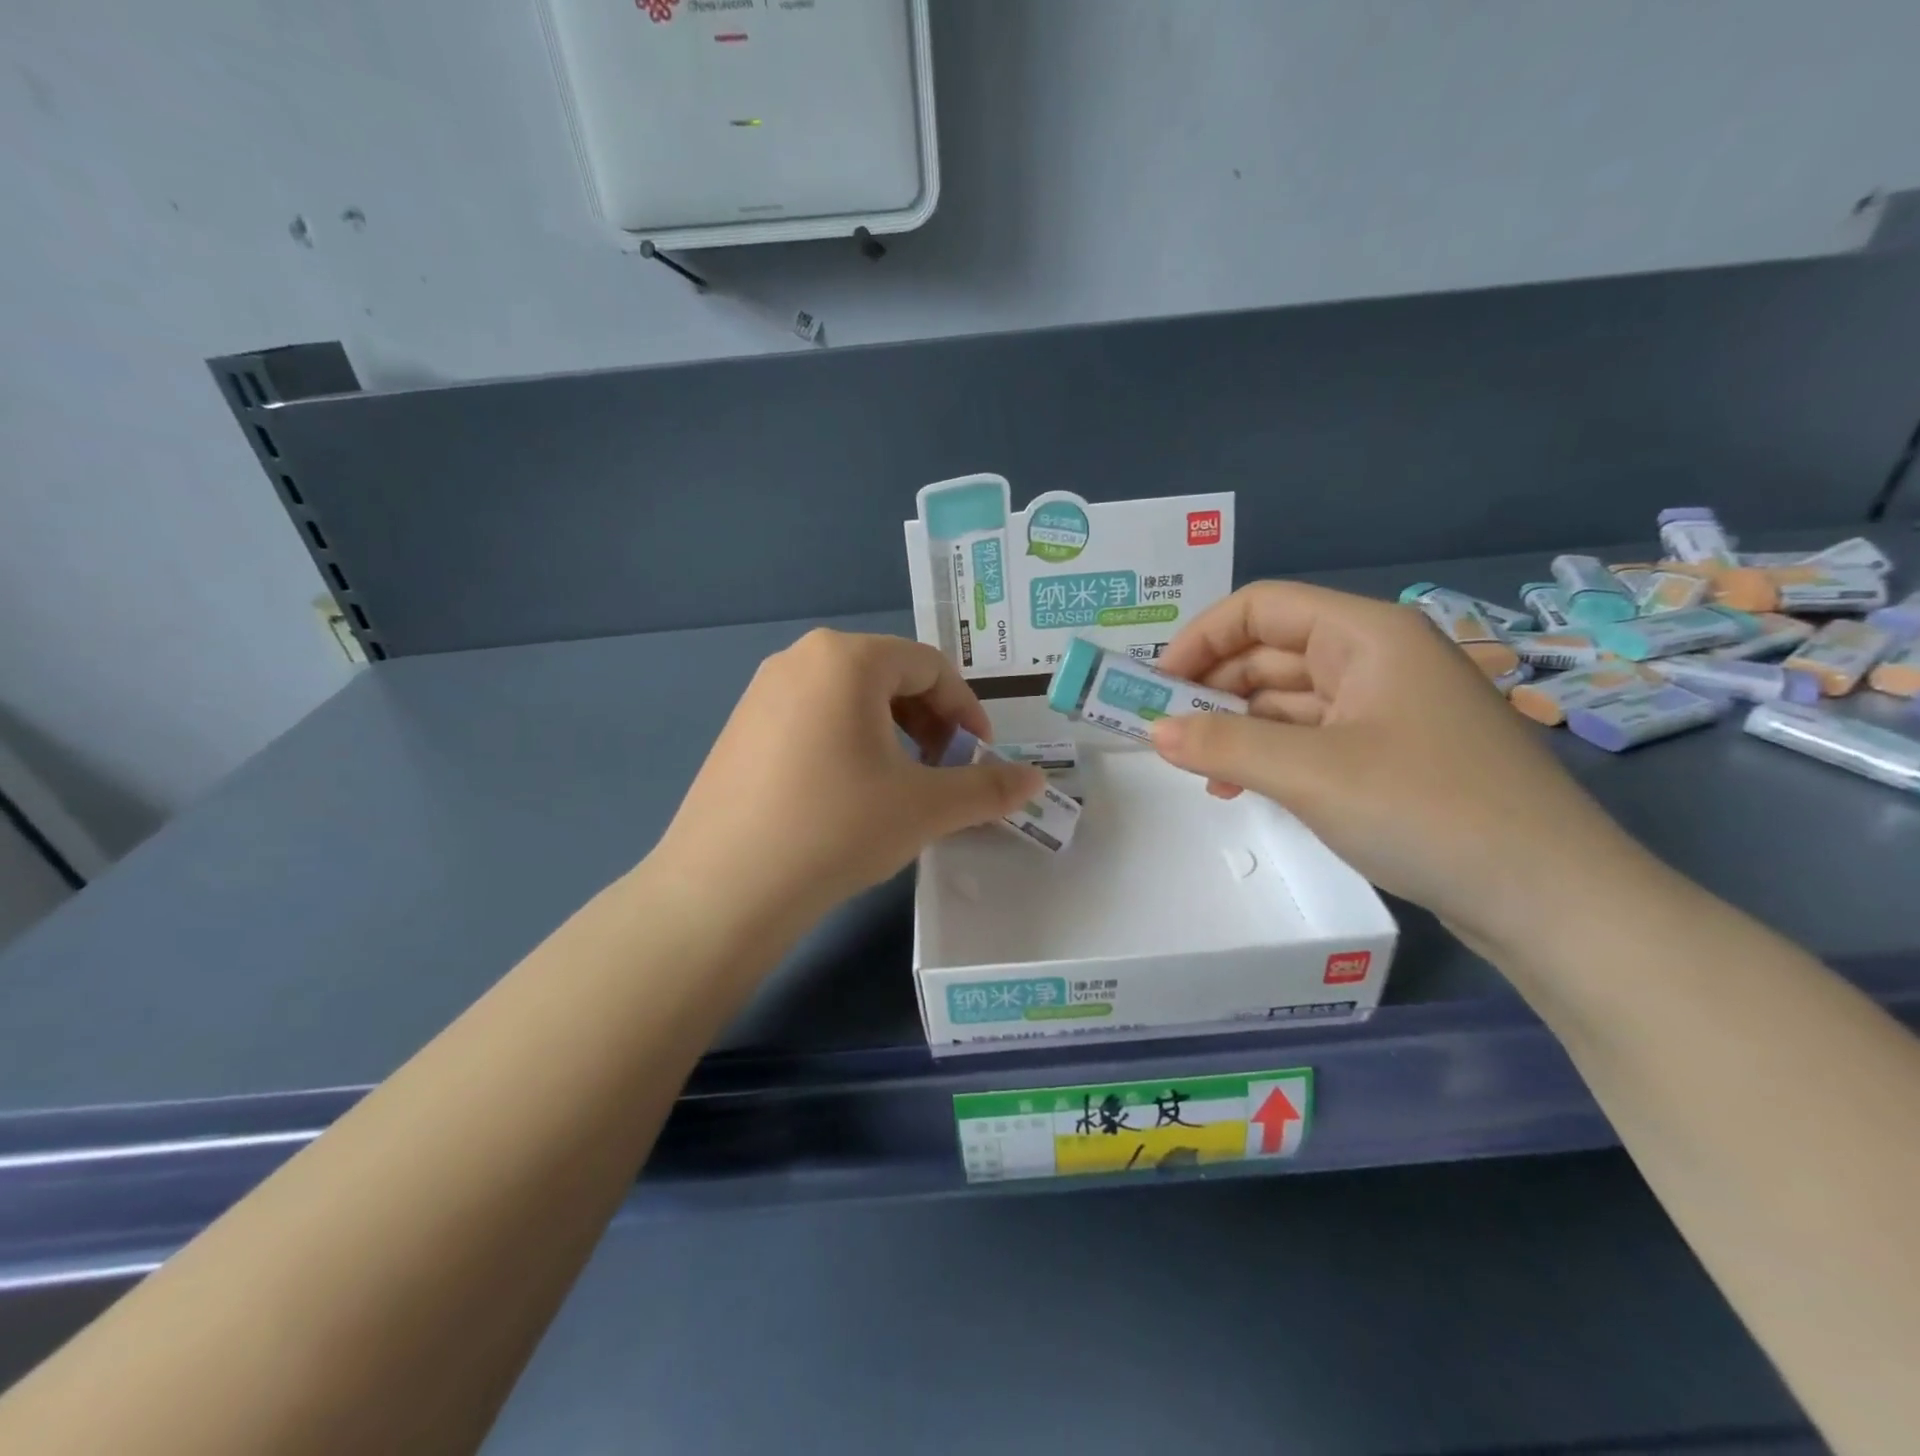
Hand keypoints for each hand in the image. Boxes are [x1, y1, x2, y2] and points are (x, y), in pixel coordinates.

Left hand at [655, 630, 1043, 921]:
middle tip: (943, 772)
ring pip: (850, 698)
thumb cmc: (837, 828)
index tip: (981, 757)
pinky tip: (846, 794)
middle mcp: (801, 658)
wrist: (725, 887)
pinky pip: (812, 717)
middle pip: (889, 676)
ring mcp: (762, 691)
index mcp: (847, 658)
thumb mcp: (925, 807)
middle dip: (930, 722)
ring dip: (891, 733)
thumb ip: (988, 788)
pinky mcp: (740, 727)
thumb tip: (1037, 781)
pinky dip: (847, 742)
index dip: (967, 711)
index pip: (931, 667)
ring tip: (899, 785)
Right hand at [1150, 582, 1649, 950]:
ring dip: (1235, 726)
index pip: (1261, 607)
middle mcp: (1376, 658)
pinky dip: (1268, 754)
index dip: (1200, 638)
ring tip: (1195, 768)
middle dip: (1212, 686)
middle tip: (1162, 732)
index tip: (1154, 686)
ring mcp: (1386, 708)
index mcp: (1366, 635)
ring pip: (1287, 698)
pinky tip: (1239, 787)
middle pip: (1271, 651)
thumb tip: (1153, 731)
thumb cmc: (1430, 811)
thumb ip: (1223, 746)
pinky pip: (1310, 737)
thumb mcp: (1312, 774)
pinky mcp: (1390, 754)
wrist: (1552, 899)